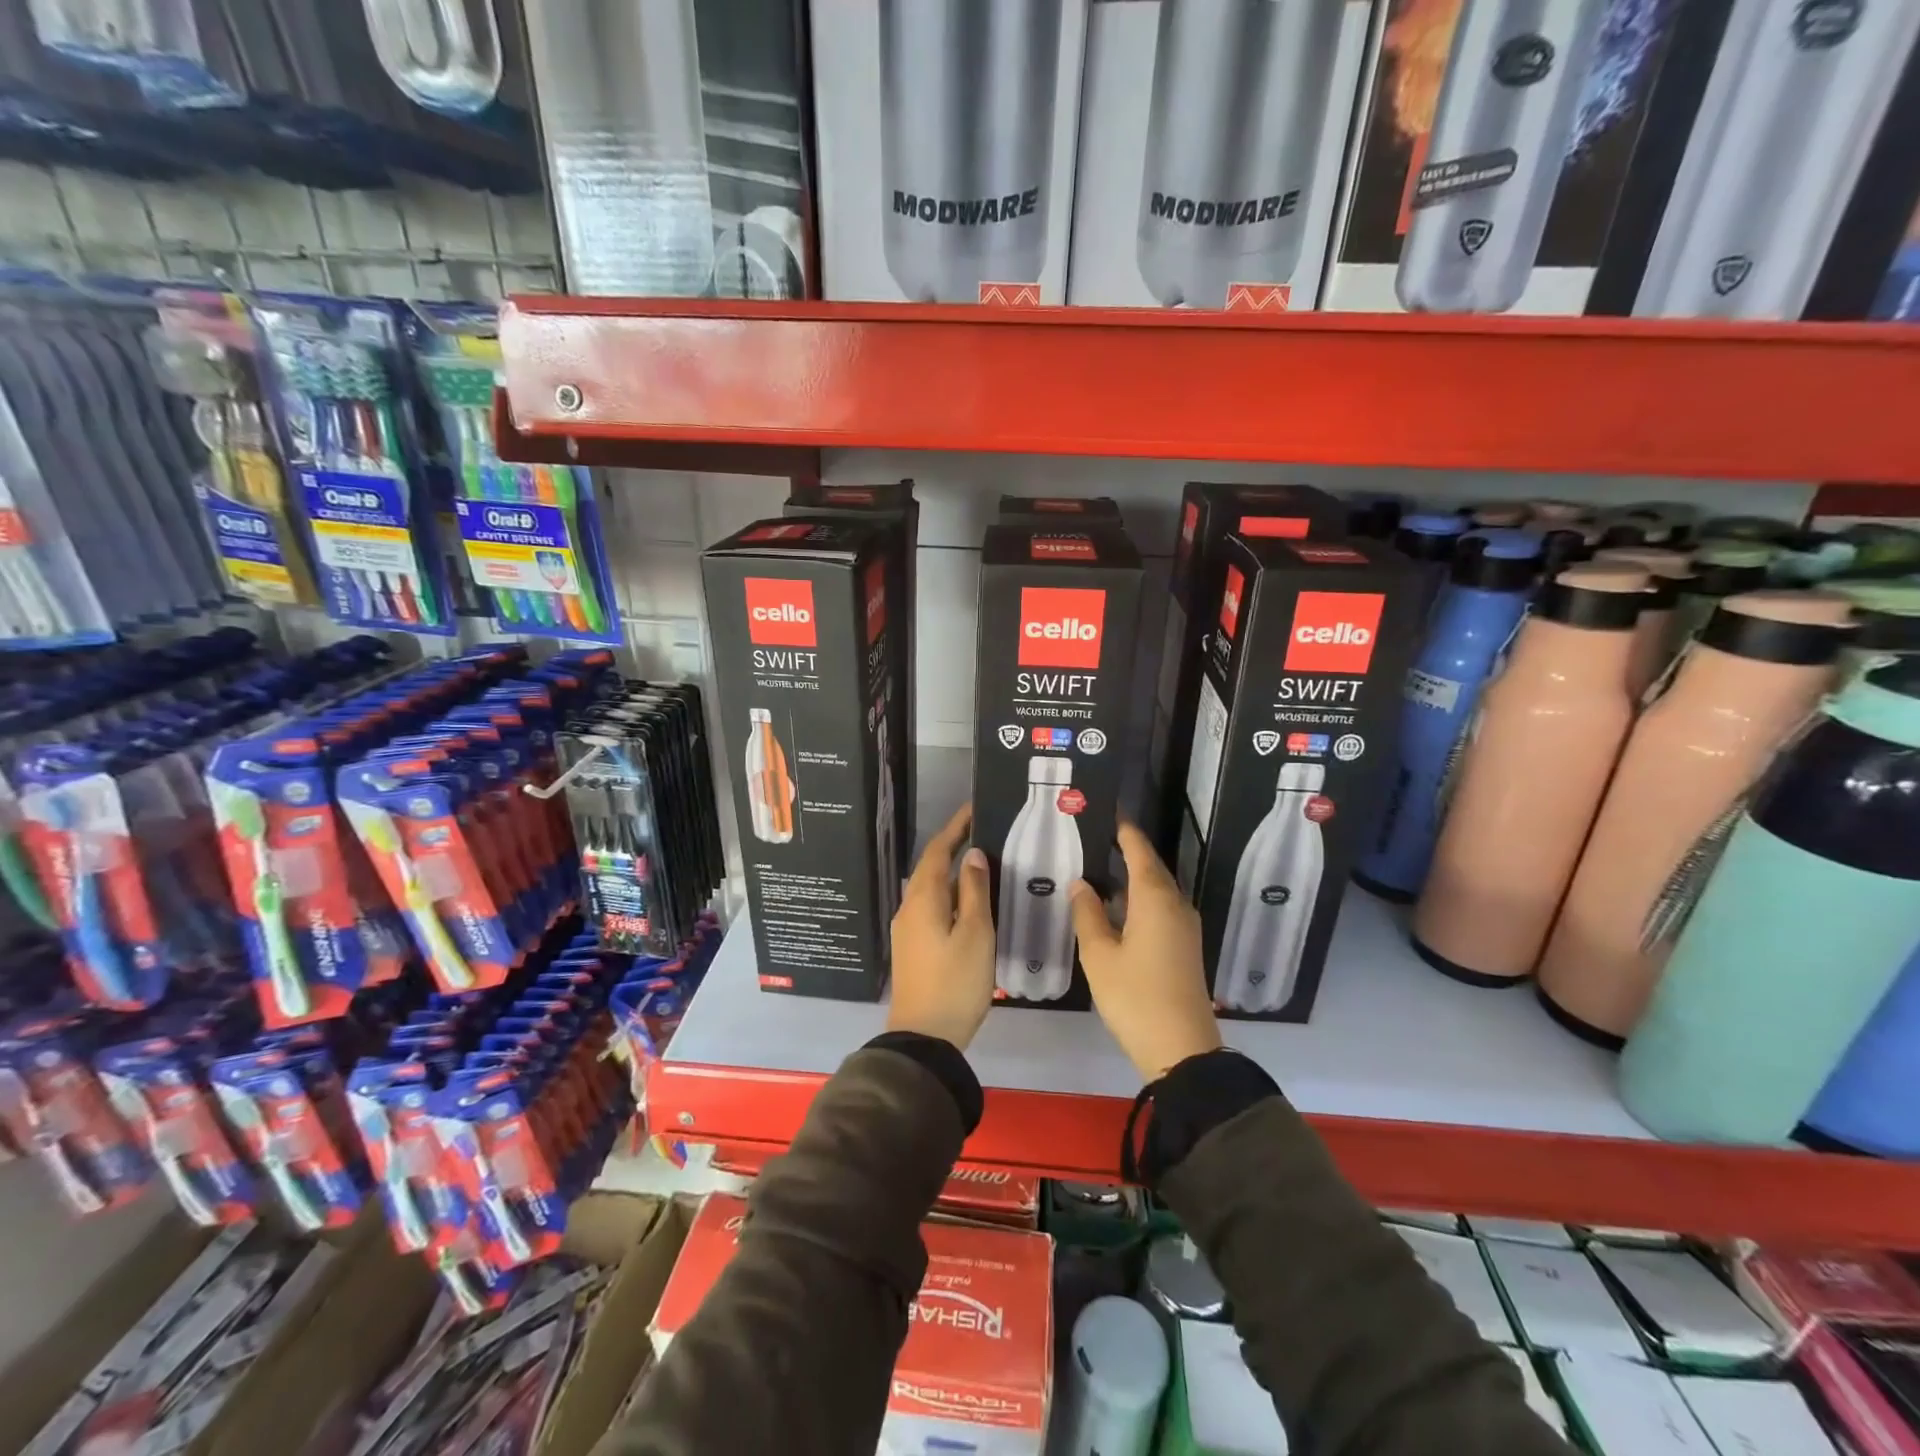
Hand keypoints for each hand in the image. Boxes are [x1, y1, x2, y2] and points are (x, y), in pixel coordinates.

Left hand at [888, 804, 994, 1050]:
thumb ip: (975, 892)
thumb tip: (972, 855)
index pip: (937, 851)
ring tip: (984, 865)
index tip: (974, 809)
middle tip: (985, 834)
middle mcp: (909, 908)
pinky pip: (932, 907)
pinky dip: (951, 895)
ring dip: (953, 873)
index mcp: (923, 899)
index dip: (955, 828)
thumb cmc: (955, 982)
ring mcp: (908, 929)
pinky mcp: (913, 947)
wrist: (925, 1037)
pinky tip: (971, 903)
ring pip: (931, 889)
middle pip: (931, 868)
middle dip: (954, 847)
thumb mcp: (975, 934)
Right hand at [1070, 822, 1221, 1082]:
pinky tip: (1119, 907)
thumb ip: (1088, 914)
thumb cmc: (1135, 997)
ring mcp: (1185, 926)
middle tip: (1097, 837)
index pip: (1139, 851)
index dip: (1125, 831)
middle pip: (1151, 867)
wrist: (1182, 1049)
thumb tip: (1081, 883)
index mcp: (1155, 899)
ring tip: (1102, 868)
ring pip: (1157, 889)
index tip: (1110, 811)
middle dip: (1127, 850)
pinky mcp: (1185, 946)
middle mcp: (1176, 904)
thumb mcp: (1099, 956)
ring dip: (1133, 877)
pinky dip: (1140, 898)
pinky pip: (1161, 908)